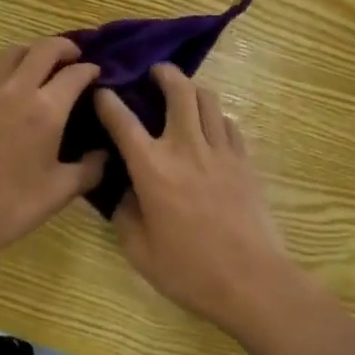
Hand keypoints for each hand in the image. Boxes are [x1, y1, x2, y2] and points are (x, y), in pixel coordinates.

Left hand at [0, 39, 104, 272]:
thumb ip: (90, 169)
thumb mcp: (59, 193)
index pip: (76, 73)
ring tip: (44, 65)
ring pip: (15, 50)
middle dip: (65, 48)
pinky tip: (11, 78)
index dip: (91, 70)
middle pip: (45, 48)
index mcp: (46, 109)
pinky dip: (7, 62)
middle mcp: (18, 88)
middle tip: (75, 58)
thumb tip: (105, 153)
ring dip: (35, 51)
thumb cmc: (8, 207)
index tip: (97, 75)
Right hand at [95, 66, 297, 335]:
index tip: (102, 92)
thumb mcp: (140, 252)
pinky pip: (228, 123)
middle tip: (155, 72)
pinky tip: (211, 128)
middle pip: (178, 89)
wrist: (252, 281)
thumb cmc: (190, 271)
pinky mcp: (244, 159)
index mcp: (153, 168)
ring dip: (192, 88)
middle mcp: (186, 147)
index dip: (108, 101)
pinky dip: (216, 117)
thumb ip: (125, 216)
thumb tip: (123, 193)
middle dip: (164, 73)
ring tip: (184, 93)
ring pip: (208, 98)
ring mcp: (220, 150)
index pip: (123, 121)